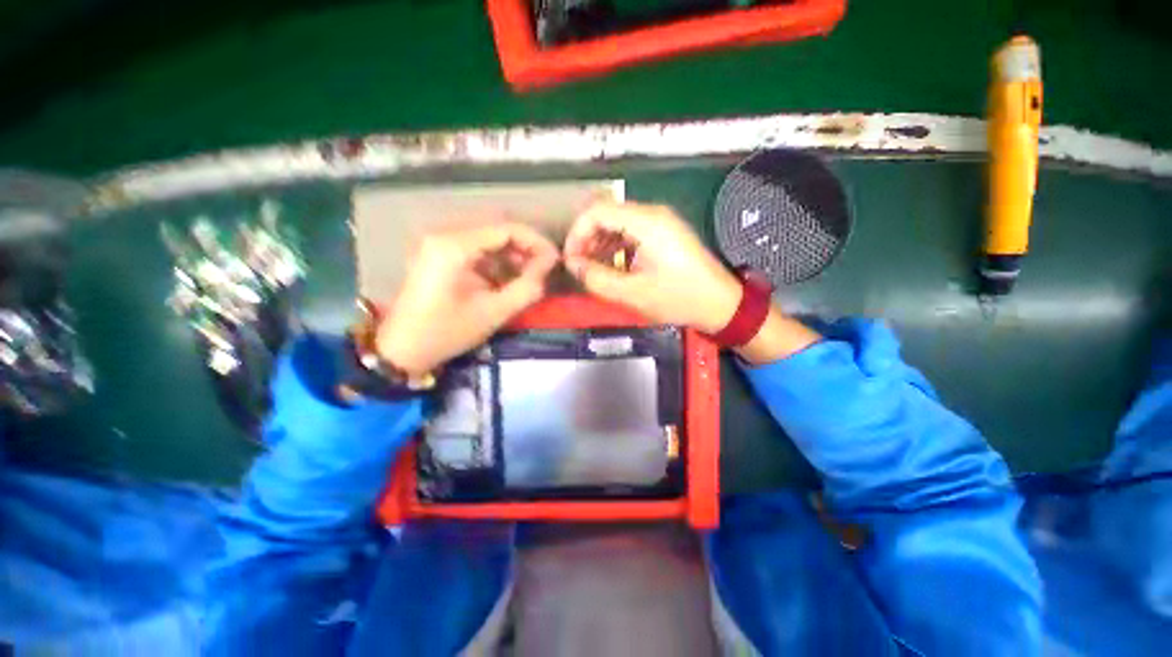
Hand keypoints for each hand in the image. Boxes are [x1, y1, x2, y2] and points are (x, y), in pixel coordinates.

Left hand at [376, 223, 557, 374]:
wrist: (402, 349)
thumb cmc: (447, 332)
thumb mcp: (493, 312)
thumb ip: (527, 288)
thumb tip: (549, 267)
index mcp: (454, 246)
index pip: (506, 229)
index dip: (536, 242)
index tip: (555, 260)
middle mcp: (445, 236)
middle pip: (497, 232)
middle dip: (526, 249)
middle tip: (545, 270)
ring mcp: (439, 245)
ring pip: (488, 241)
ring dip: (513, 256)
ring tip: (531, 277)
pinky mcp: (439, 256)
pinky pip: (476, 251)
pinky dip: (497, 263)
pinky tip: (509, 279)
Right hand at [564, 201, 740, 332]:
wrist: (720, 304)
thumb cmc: (679, 298)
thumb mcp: (633, 293)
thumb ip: (596, 278)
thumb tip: (572, 265)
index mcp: (646, 222)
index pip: (597, 211)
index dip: (576, 234)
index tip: (570, 260)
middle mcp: (652, 214)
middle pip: (606, 214)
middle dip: (586, 239)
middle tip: (578, 266)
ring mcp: (660, 222)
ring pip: (617, 222)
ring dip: (599, 243)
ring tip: (591, 269)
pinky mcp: (663, 233)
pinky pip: (630, 232)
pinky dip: (615, 246)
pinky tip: (611, 266)